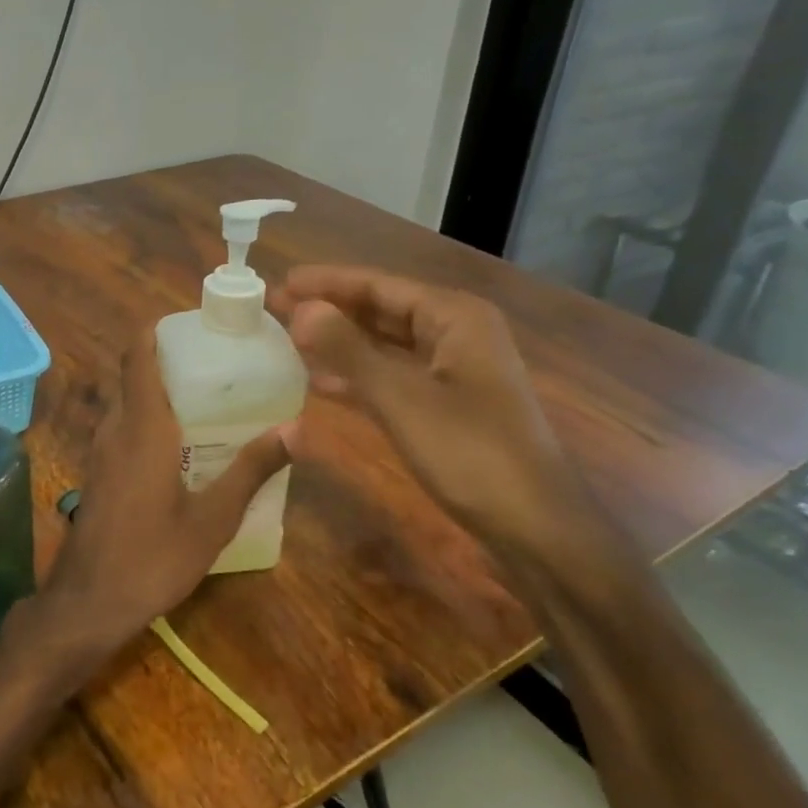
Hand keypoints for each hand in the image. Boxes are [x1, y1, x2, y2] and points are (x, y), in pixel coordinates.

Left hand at [37, 327, 289, 652]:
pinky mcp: (97, 475)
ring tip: (201, 397)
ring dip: (154, 391)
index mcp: (142, 427)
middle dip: (164, 360)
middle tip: (211, 361)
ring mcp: (100, 453)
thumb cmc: (153, 557)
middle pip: (132, 377)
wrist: (89, 603)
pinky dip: (144, 419)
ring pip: (125, 404)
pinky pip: (120, 429)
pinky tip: (176, 444)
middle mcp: (115, 429)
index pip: (136, 357)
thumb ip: (252, 469)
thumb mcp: (213, 517)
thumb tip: (298, 427)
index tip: (187, 322)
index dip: (153, 331)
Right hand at [270, 266, 581, 556]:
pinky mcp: (445, 405)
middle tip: (275, 308)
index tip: (281, 282)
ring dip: (339, 342)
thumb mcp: (401, 398)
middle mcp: (455, 334)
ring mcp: (452, 371)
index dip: (327, 282)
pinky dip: (356, 376)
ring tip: (288, 339)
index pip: (378, 285)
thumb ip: (347, 350)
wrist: (533, 526)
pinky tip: (318, 381)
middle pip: (381, 310)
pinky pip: (391, 376)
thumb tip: (300, 308)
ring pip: (384, 344)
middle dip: (329, 309)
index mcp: (454, 317)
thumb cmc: (470, 452)